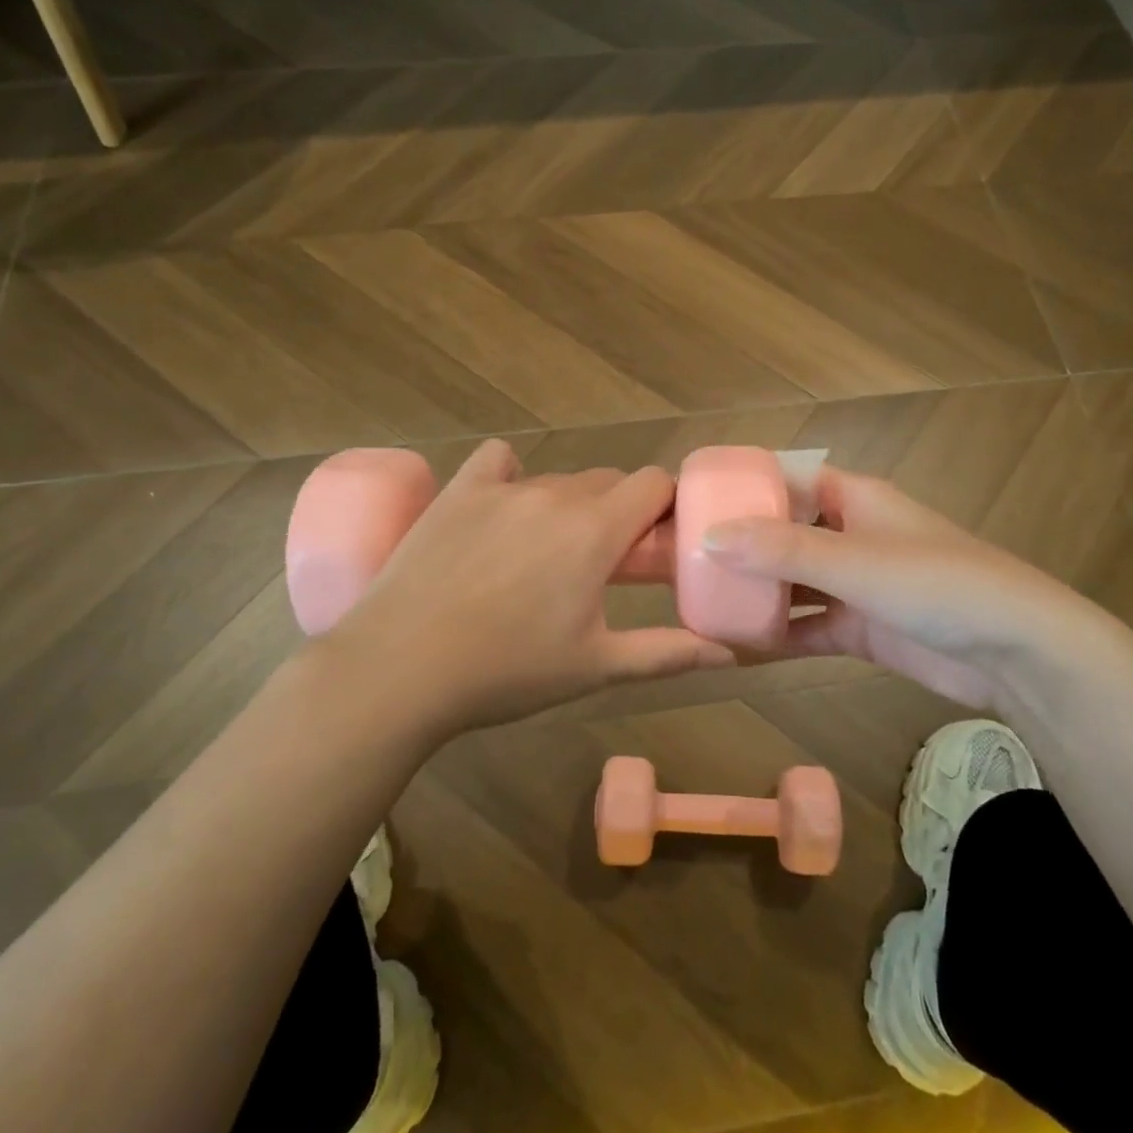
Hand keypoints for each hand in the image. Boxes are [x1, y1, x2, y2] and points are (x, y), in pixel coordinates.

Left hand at [323, 440, 734, 734]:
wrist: (400, 669)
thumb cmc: (507, 671)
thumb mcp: (596, 667)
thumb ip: (669, 653)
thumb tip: (732, 654)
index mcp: (596, 530)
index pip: (654, 483)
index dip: (665, 507)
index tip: (656, 543)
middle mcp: (555, 494)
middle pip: (609, 481)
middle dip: (619, 512)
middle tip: (604, 562)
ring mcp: (503, 488)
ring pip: (558, 479)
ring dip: (570, 504)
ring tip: (547, 553)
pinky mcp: (458, 491)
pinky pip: (498, 461)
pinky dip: (511, 474)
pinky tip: (503, 507)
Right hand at [701, 467, 1117, 707]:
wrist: (1017, 652)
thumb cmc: (936, 583)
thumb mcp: (853, 560)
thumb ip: (781, 550)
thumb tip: (709, 537)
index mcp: (854, 499)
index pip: (787, 481)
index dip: (744, 489)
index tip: (695, 503)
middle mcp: (852, 534)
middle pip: (785, 533)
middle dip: (742, 547)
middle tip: (687, 560)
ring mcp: (858, 583)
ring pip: (795, 582)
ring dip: (758, 593)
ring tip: (703, 602)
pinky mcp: (865, 628)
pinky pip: (811, 625)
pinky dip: (781, 634)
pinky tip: (739, 647)